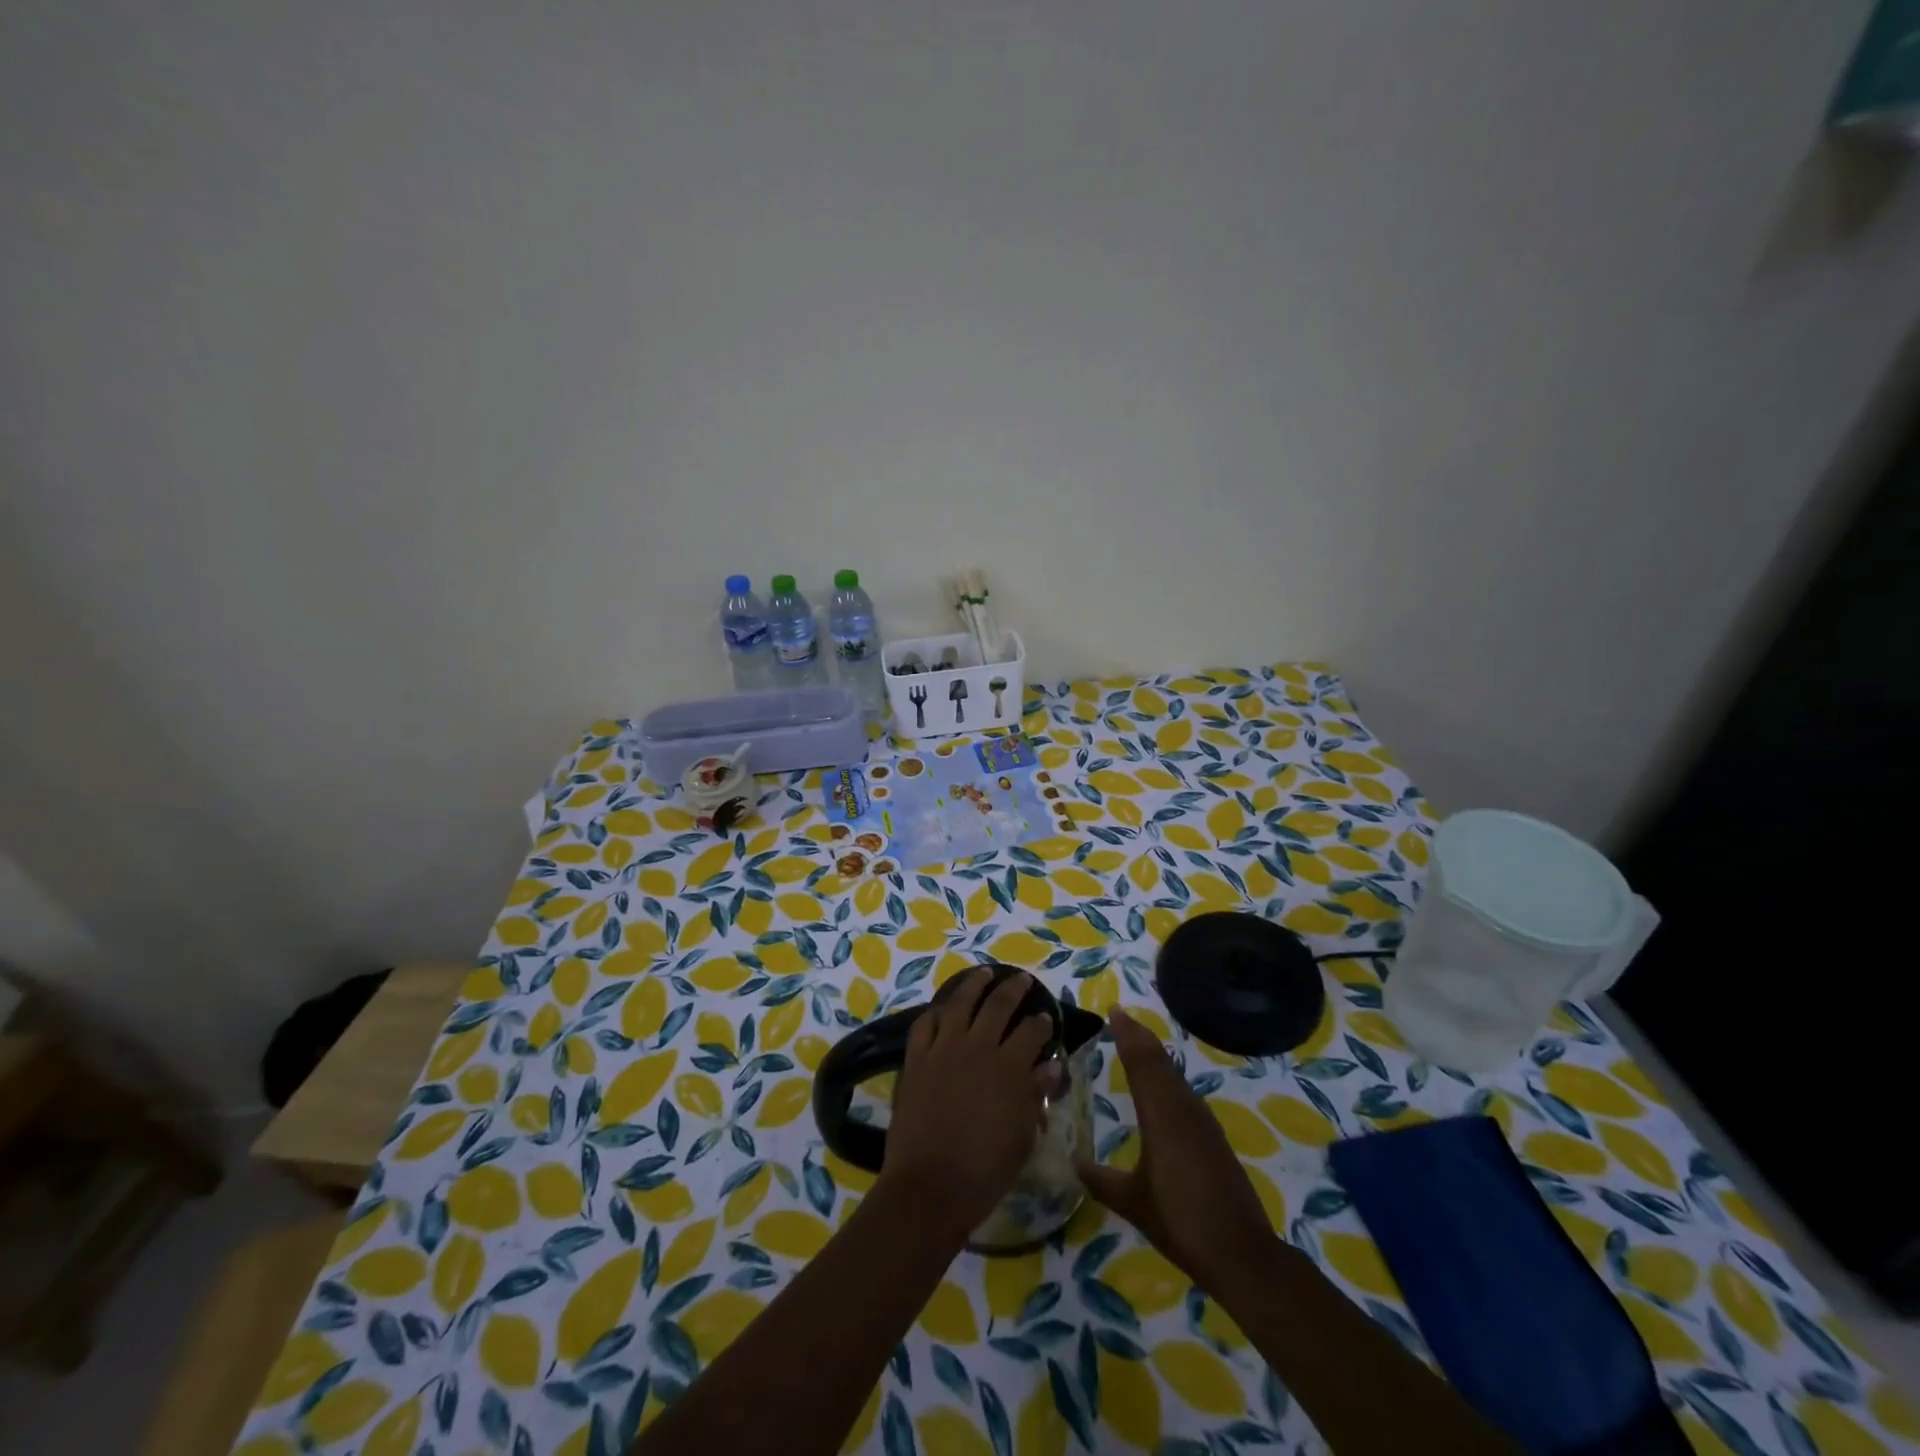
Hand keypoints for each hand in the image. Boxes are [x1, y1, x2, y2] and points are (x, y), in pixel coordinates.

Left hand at [880, 969, 1053, 1240]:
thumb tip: (1051, 1066)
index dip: (1042, 1022)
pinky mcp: (916, 1058)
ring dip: (974, 984)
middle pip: (998, 1005)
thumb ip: (1036, 1096)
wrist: (930, 1185)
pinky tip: (942, 1009)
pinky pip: (925, 1024)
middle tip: (1022, 980)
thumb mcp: (1022, 1136)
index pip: (1032, 1032)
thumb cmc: (985, 1170)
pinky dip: (935, 1012)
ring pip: (960, 1002)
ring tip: (984, 973)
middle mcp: (978, 1047)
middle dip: (1014, 989)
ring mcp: (943, 1049)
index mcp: (1009, 1067)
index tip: (1046, 1017)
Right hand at [1076, 1009, 1276, 1290]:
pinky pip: (1184, 1092)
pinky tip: (1163, 1088)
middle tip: (1122, 1018)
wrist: (1240, 1252)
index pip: (1140, 1062)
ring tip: (1137, 1044)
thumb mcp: (1133, 1202)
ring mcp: (1202, 1121)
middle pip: (1160, 1061)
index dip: (1126, 1035)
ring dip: (1155, 1055)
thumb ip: (1101, 1180)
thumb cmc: (1180, 1221)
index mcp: (1160, 1115)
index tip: (1114, 1011)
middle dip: (1140, 1037)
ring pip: (1174, 1075)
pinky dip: (1168, 1077)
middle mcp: (1182, 1108)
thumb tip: (1073, 1164)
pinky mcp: (1213, 1137)